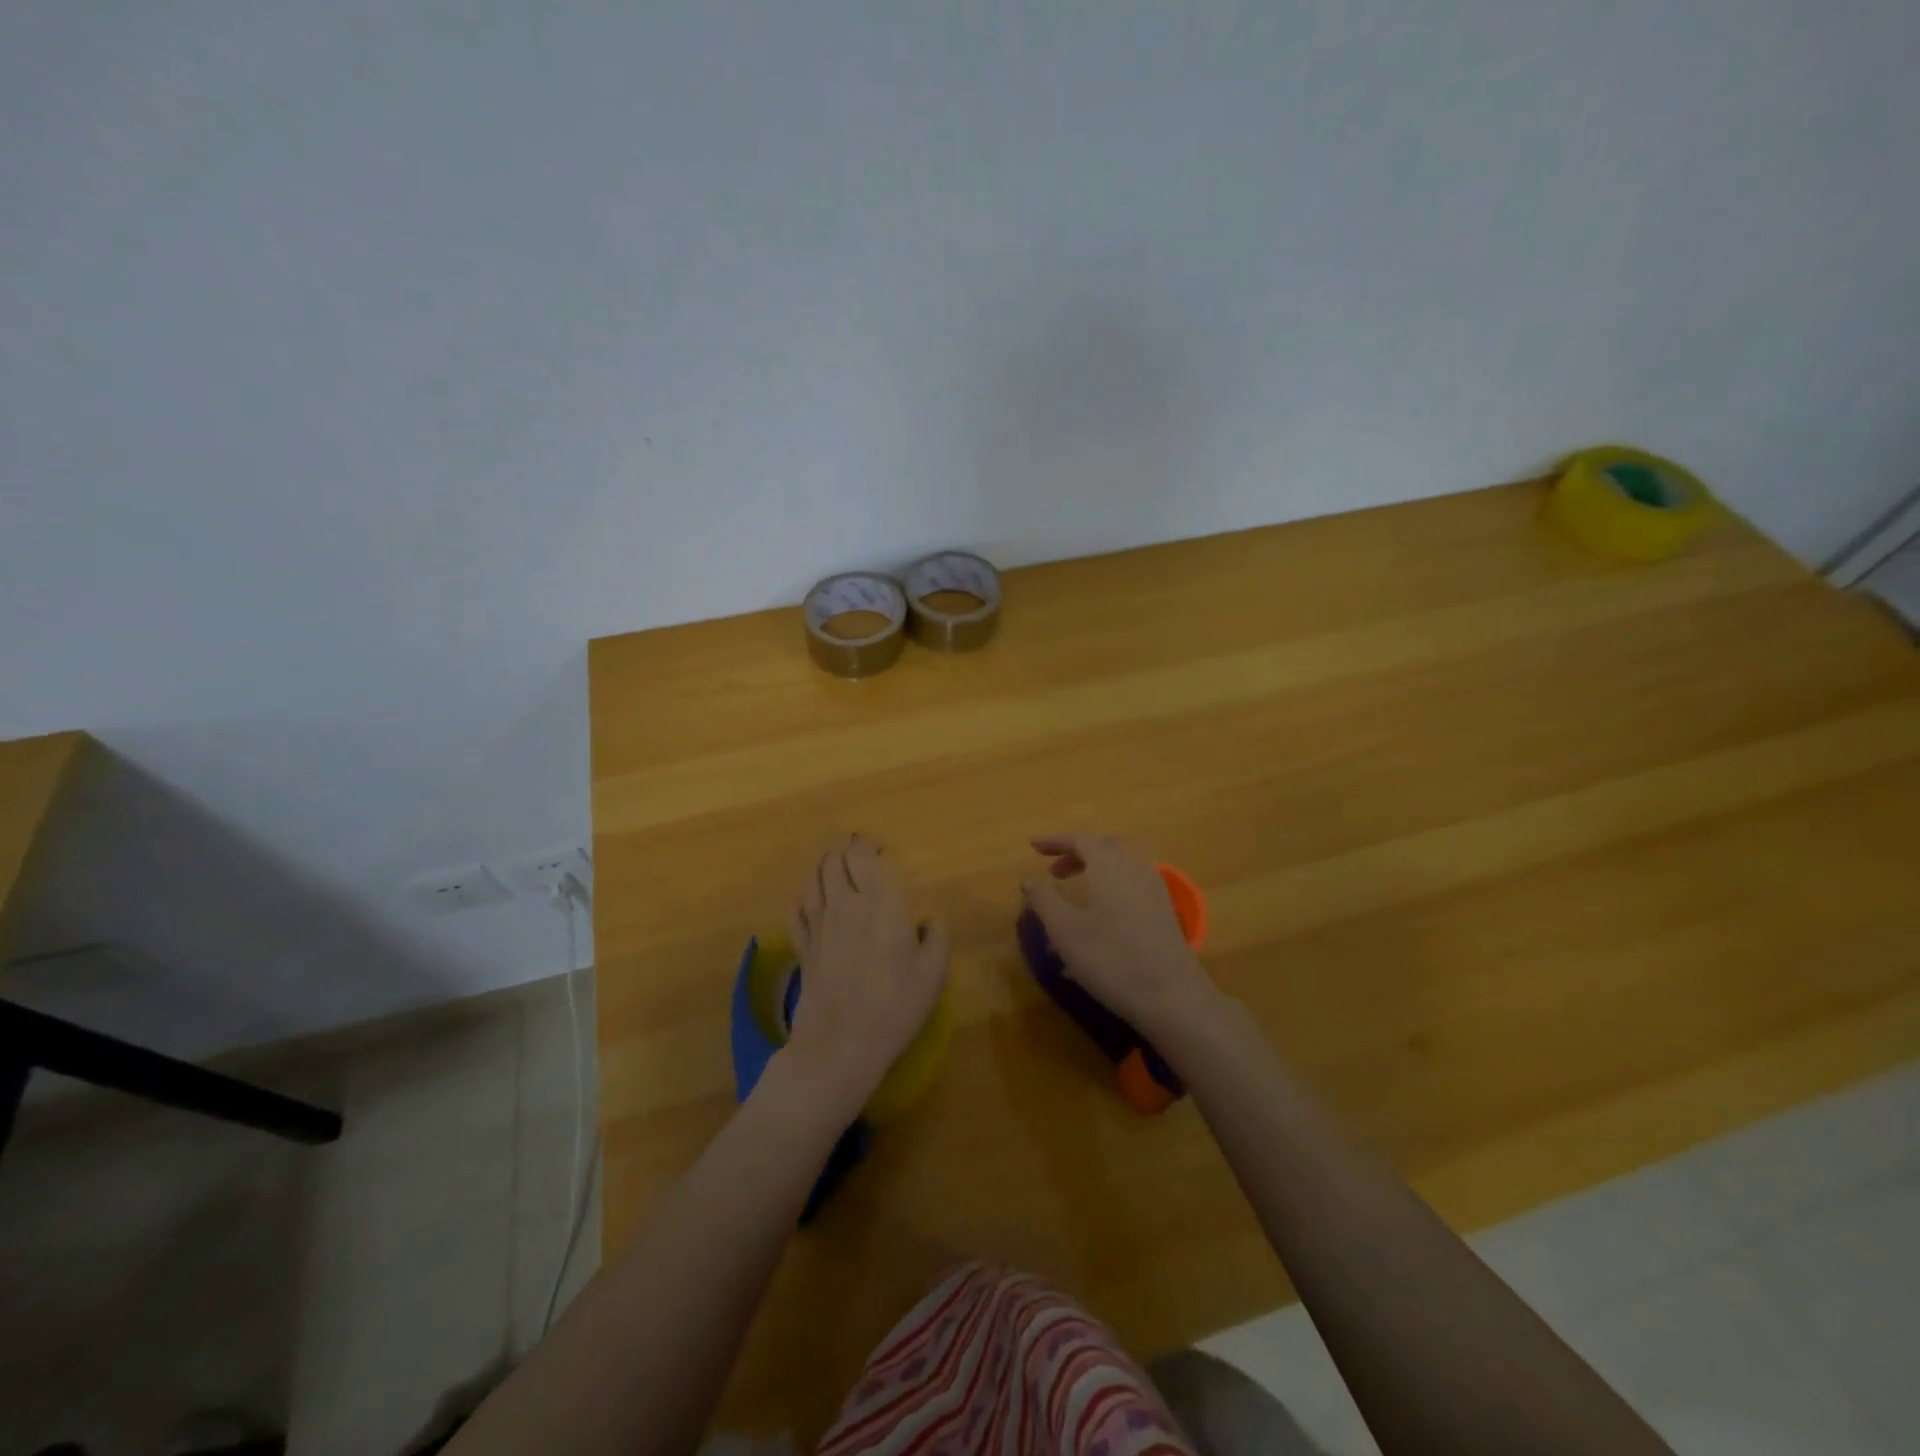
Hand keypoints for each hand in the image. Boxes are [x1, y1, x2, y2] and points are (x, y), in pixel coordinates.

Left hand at [784, 834, 949, 1112]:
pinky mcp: (802, 946)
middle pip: (833, 861)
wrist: (841, 1042)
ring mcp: (818, 924)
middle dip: (844, 851)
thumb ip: (935, 936)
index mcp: (880, 901)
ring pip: (813, 879)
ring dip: (823, 867)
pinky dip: (805, 896)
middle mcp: (844, 903)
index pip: (862, 856)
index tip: (876, 849)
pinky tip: (812, 901)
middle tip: (857, 856)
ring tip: (834, 868)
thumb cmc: (895, 1004)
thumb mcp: (933, 971)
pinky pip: (798, 908)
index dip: (866, 845)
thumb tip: (927, 920)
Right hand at [1022, 833, 1216, 1039]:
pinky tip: (1097, 922)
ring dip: (1094, 872)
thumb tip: (1029, 878)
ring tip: (1073, 895)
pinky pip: (1130, 887)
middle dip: (1076, 854)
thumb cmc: (1111, 958)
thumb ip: (1043, 899)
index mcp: (1108, 865)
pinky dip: (1110, 890)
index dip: (1055, 841)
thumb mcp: (1064, 930)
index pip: (1080, 839)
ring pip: (1120, 868)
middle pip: (1104, 848)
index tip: (1033, 846)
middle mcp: (1134, 868)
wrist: (1171, 996)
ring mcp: (1153, 890)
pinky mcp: (1163, 912)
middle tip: (1053, 872)